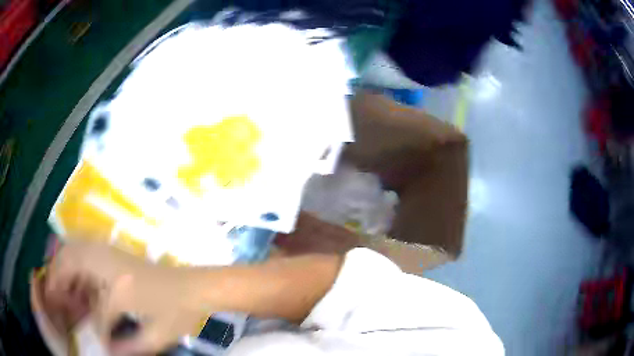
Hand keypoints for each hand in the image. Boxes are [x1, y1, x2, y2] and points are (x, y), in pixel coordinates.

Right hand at [44, 241, 212, 354]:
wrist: (196, 287)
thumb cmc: (180, 312)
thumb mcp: (157, 337)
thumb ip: (130, 348)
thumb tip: (107, 351)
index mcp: (119, 289)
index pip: (96, 313)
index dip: (97, 331)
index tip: (99, 342)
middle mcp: (109, 264)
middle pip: (69, 262)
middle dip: (57, 280)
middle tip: (53, 299)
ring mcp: (111, 253)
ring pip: (73, 250)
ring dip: (62, 267)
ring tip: (61, 290)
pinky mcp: (115, 252)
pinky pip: (84, 250)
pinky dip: (73, 262)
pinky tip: (77, 282)